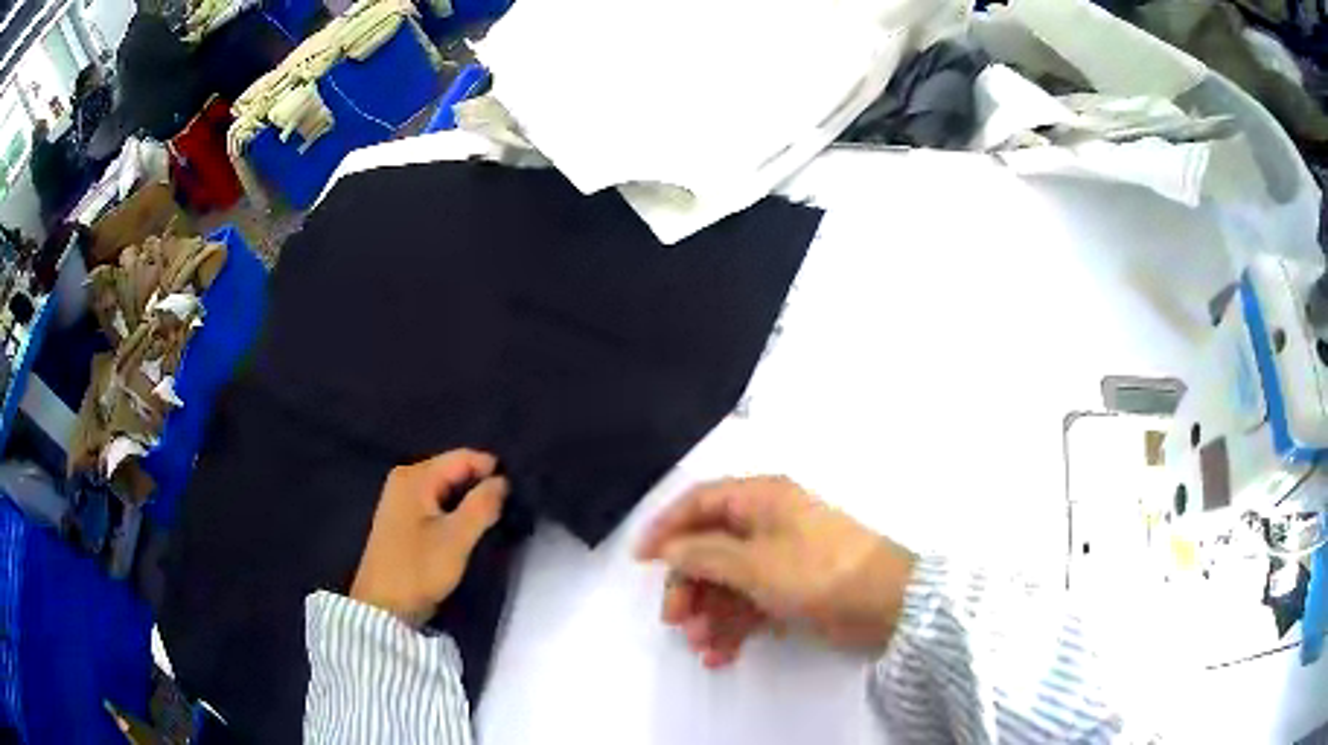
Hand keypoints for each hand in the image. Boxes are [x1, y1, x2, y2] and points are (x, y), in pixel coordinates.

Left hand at [351, 449, 508, 626]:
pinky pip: (437, 503)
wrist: (383, 607)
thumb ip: (482, 505)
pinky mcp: (403, 519)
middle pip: (454, 471)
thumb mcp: (456, 539)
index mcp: (415, 477)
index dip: (493, 471)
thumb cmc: (418, 570)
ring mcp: (401, 499)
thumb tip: (504, 481)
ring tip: (494, 519)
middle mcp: (405, 479)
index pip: (464, 457)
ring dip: (469, 502)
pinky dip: (455, 512)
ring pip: (447, 489)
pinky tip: (469, 529)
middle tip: (509, 508)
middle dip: (481, 486)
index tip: (517, 493)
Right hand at [635, 477, 914, 667]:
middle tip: (674, 620)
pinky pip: (751, 603)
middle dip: (689, 585)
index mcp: (761, 498)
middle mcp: (768, 523)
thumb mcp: (755, 564)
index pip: (699, 502)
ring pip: (728, 581)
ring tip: (702, 646)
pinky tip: (722, 654)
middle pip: (710, 548)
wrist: (889, 605)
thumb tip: (668, 548)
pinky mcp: (792, 589)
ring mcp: (780, 559)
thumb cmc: (819, 573)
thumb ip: (704, 554)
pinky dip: (734, 627)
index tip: (639, 561)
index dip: (665, 527)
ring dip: (710, 613)